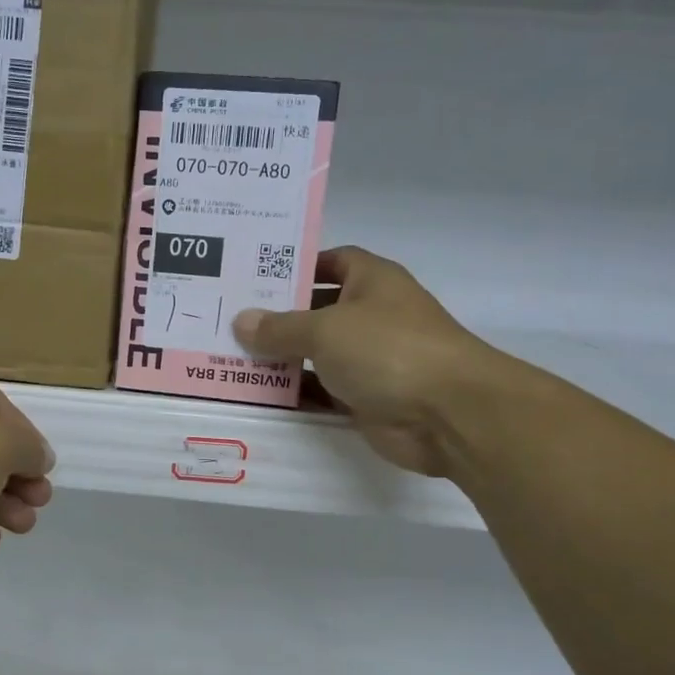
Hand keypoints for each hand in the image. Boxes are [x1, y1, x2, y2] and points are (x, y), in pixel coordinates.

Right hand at [232, 246, 505, 475]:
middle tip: (227, 318)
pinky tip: (255, 394)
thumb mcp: (325, 329)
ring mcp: (369, 359)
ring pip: (315, 354)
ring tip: (229, 356)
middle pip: (316, 309)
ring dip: (280, 358)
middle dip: (276, 316)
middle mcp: (371, 315)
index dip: (296, 266)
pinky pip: (320, 391)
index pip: (330, 261)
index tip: (253, 276)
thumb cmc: (388, 350)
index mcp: (371, 281)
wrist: (448, 414)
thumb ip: (280, 327)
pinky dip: (294, 393)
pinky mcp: (364, 398)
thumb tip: (242, 321)